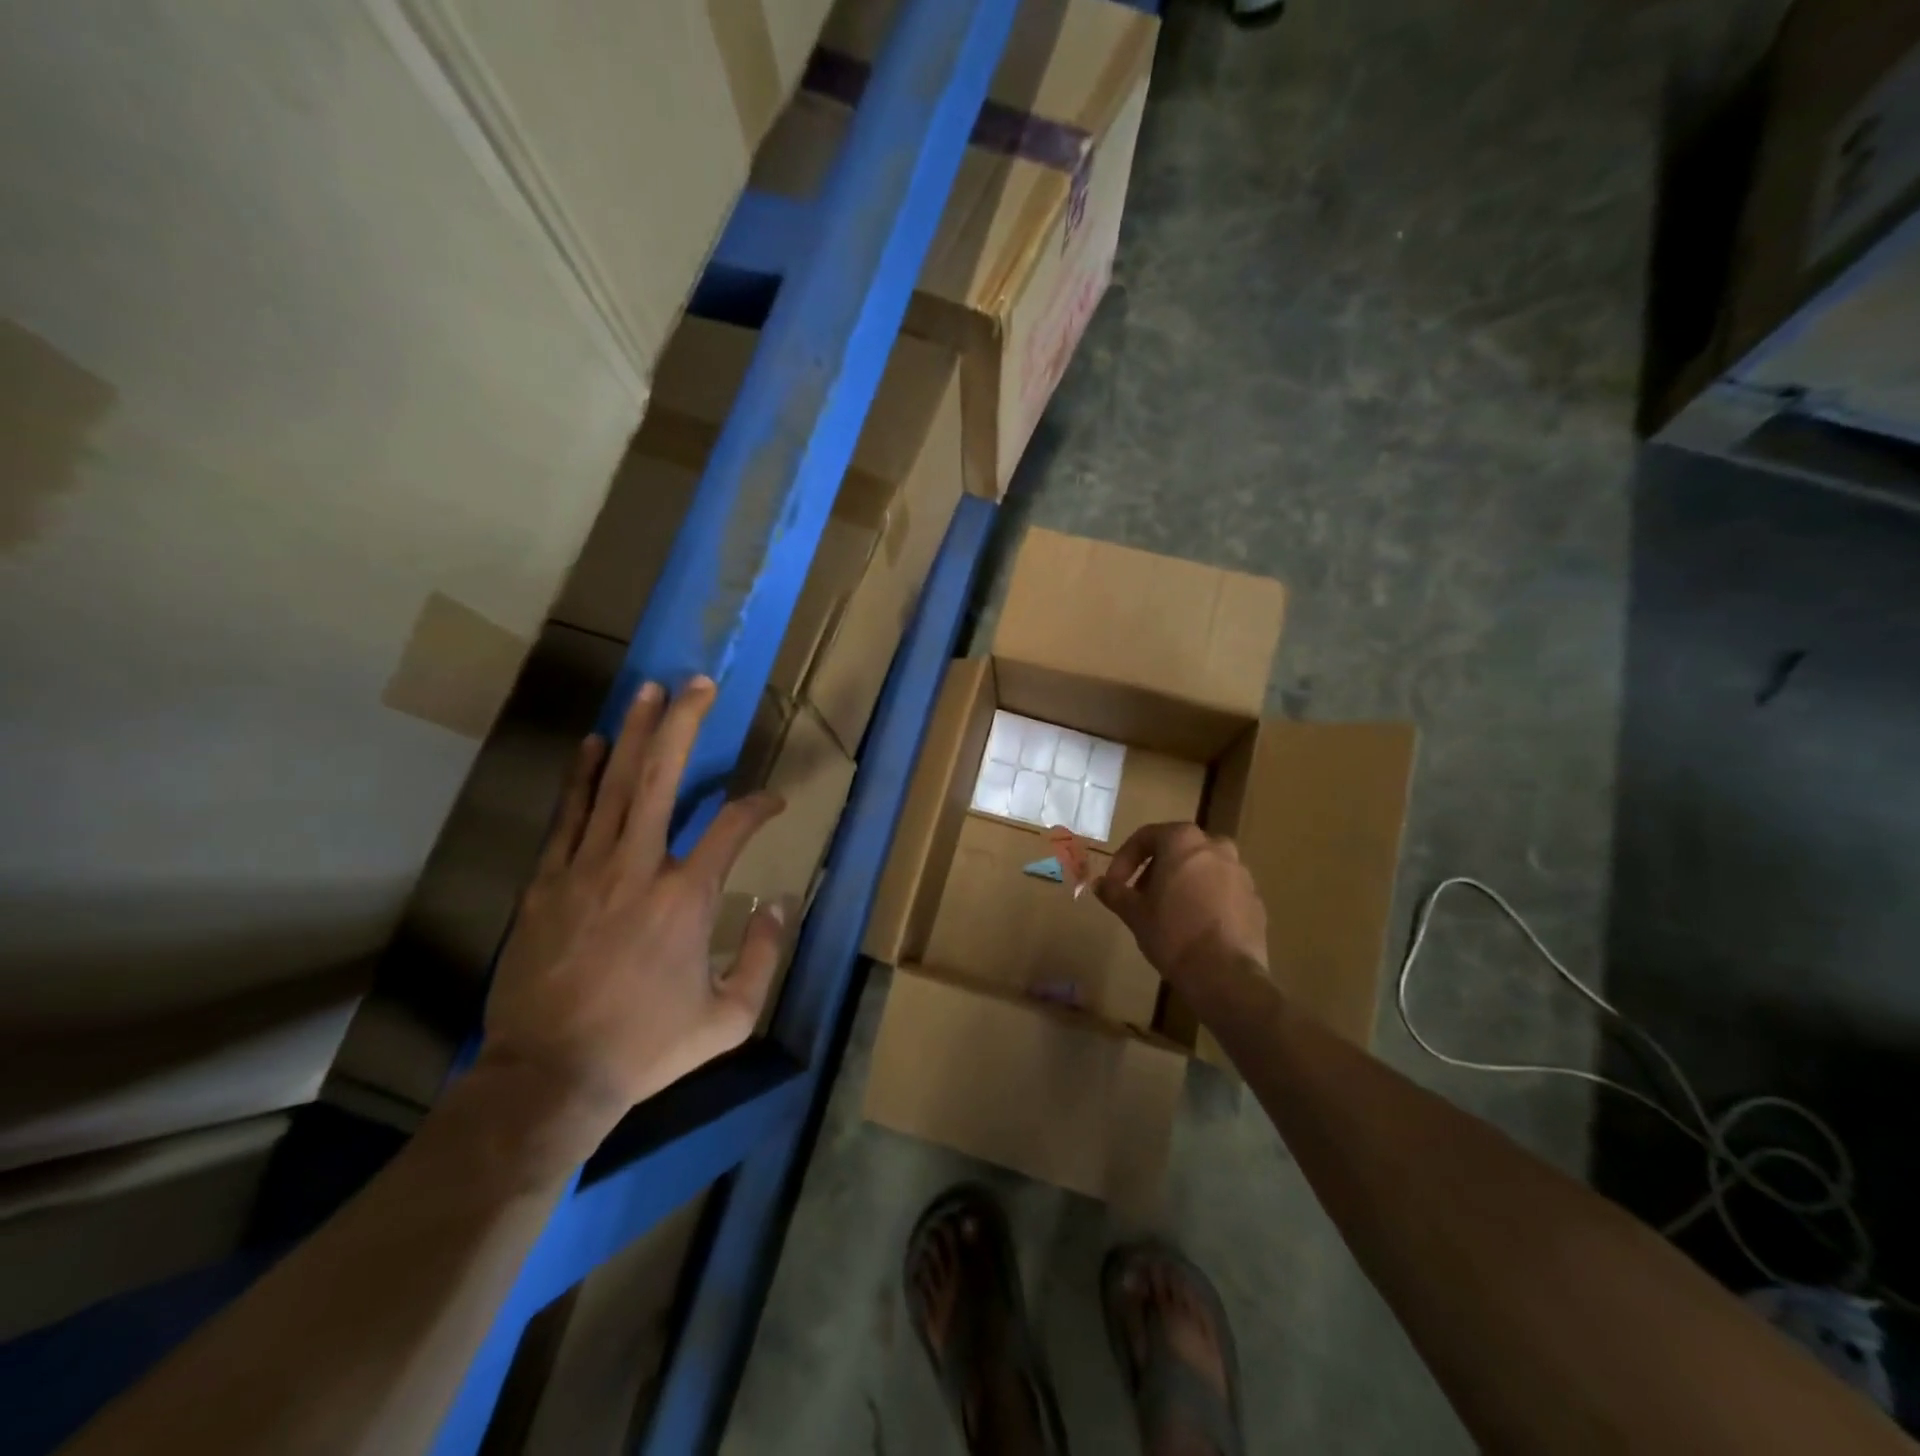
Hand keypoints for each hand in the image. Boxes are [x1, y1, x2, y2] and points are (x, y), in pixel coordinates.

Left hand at [479, 677, 786, 1143]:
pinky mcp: (546, 882)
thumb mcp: (729, 1018)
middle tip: (698, 683)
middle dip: (684, 725)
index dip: (759, 805)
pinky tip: (594, 742)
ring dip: (635, 732)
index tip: (773, 801)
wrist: (551, 1077)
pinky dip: (582, 776)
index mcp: (688, 898)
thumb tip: (780, 904)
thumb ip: (765, 956)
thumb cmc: (647, 1047)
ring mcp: (586, 870)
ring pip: (613, 785)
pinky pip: (568, 816)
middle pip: (662, 778)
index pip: (733, 827)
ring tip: (650, 690)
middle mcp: (639, 868)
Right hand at [1096, 822, 1268, 986]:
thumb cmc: (1172, 934)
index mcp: (1183, 841)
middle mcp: (1216, 847)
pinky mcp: (1255, 899)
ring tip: (1168, 911)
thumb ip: (1115, 892)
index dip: (1125, 859)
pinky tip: (1195, 926)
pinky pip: (1223, 890)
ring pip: (1204, 868)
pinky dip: (1206, 899)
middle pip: (1178, 849)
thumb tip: (1099, 884)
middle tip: (1141, 895)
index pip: (1147, 836)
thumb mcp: (1134, 913)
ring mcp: (1241, 873)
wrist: (1225, 974)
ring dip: (1183, 882)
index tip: (1115, 884)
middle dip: (1156, 868)